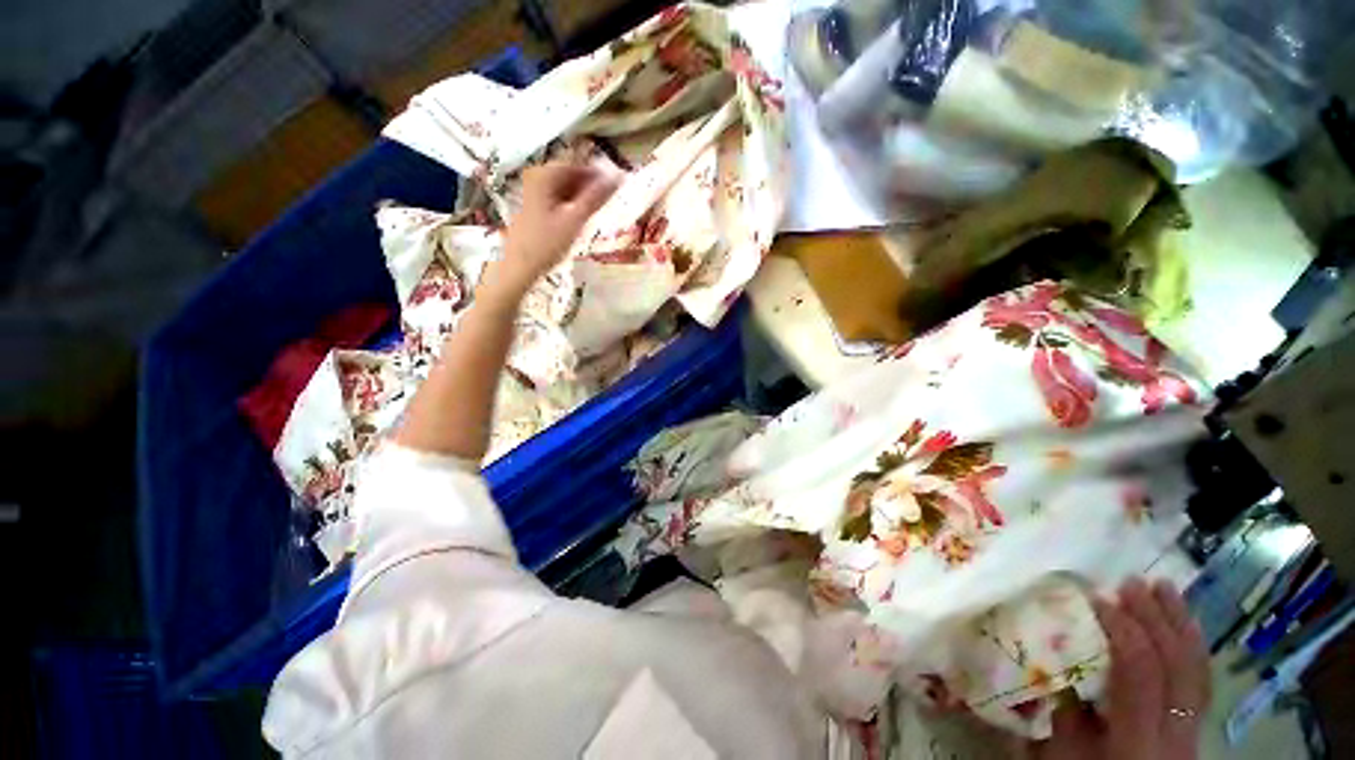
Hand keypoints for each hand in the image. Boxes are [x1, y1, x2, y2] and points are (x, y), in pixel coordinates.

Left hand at [485, 163, 618, 299]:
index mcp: (544, 175)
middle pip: (572, 177)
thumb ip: (596, 198)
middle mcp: (537, 177)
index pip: (579, 166)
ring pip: (566, 190)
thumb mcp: (575, 220)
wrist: (519, 267)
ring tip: (597, 214)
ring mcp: (534, 193)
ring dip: (583, 199)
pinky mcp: (535, 208)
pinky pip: (560, 200)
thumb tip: (618, 177)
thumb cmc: (547, 243)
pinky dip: (572, 207)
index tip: (618, 188)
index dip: (599, 176)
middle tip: (609, 203)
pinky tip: (580, 221)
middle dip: (590, 189)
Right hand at [1033, 578, 1210, 759]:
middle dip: (1156, 618)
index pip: (1140, 671)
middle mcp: (1175, 731)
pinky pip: (1201, 679)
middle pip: (1176, 665)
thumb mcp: (1061, 755)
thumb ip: (1063, 712)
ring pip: (1196, 669)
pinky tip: (1185, 623)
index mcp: (1138, 738)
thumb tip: (1059, 659)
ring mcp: (1193, 729)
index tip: (1099, 598)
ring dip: (1180, 624)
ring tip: (1165, 587)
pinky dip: (1192, 645)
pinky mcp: (1196, 726)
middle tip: (1132, 581)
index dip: (1124, 630)